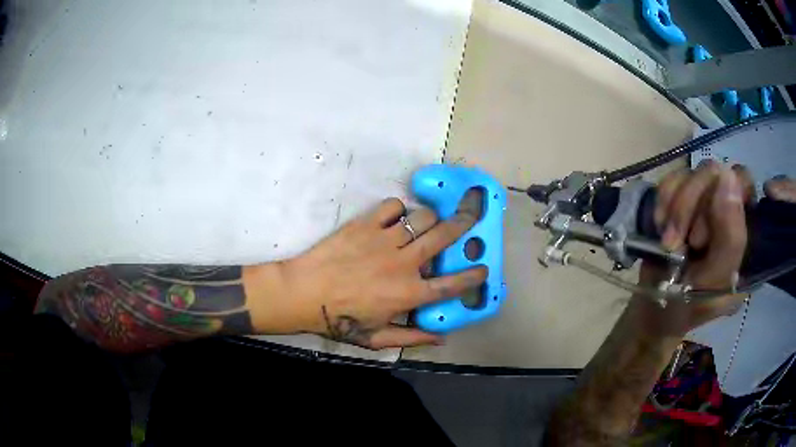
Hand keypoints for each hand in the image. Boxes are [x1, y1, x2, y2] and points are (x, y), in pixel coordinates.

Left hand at [274, 196, 485, 348]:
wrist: (303, 293)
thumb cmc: (339, 319)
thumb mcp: (376, 338)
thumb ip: (411, 338)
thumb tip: (441, 339)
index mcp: (408, 294)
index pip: (451, 284)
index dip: (472, 276)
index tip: (484, 268)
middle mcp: (403, 263)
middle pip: (443, 238)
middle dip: (464, 225)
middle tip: (472, 217)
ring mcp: (385, 241)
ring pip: (421, 218)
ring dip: (430, 218)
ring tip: (429, 221)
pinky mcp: (366, 225)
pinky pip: (392, 206)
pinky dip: (398, 209)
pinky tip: (396, 217)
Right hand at [631, 161, 748, 336]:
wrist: (652, 312)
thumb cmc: (685, 306)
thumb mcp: (712, 283)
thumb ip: (730, 238)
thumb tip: (728, 176)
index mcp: (747, 233)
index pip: (744, 183)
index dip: (722, 198)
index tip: (700, 236)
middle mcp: (729, 210)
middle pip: (715, 173)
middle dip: (690, 206)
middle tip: (676, 244)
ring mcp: (706, 202)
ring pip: (693, 172)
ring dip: (675, 207)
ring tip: (666, 241)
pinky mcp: (684, 197)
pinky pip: (674, 177)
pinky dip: (663, 200)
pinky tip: (660, 225)